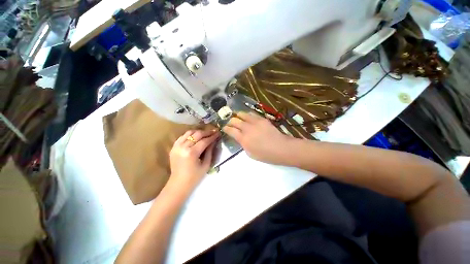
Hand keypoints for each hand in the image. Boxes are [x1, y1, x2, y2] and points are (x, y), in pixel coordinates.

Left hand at [169, 129, 219, 190]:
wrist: (178, 184)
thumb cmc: (194, 177)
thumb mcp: (206, 165)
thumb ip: (210, 151)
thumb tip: (214, 141)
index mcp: (192, 153)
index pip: (204, 141)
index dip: (212, 136)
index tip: (218, 133)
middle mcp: (183, 147)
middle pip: (197, 134)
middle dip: (207, 132)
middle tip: (213, 132)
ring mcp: (177, 146)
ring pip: (189, 133)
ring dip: (198, 132)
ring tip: (205, 134)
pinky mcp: (173, 147)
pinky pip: (182, 136)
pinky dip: (190, 135)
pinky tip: (195, 137)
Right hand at [223, 112, 291, 164]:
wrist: (281, 148)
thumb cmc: (265, 155)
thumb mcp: (250, 153)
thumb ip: (243, 144)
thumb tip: (240, 137)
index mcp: (243, 139)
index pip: (230, 130)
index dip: (225, 128)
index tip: (224, 127)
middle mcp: (247, 128)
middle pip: (234, 120)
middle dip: (230, 121)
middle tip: (229, 122)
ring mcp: (255, 122)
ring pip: (242, 114)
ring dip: (237, 115)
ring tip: (237, 117)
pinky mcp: (262, 119)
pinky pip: (252, 114)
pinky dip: (247, 115)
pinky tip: (247, 117)